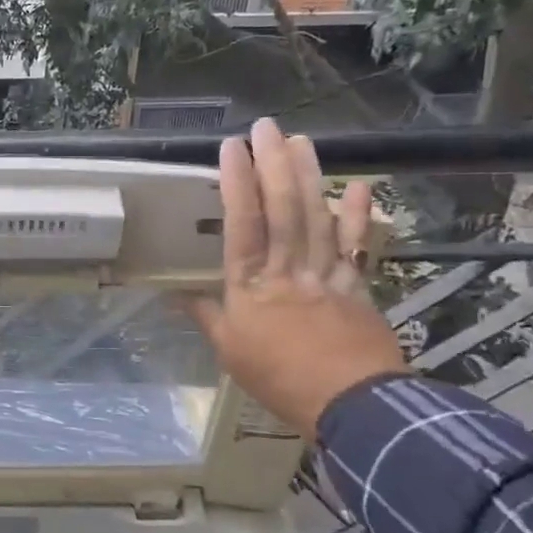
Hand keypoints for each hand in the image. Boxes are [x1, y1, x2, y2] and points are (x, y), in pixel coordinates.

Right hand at [182, 118, 407, 440]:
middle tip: (267, 127)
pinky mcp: (357, 284)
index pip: (242, 224)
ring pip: (316, 216)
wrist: (351, 406)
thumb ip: (205, 316)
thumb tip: (173, 295)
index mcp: (250, 285)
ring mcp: (326, 273)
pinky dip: (359, 214)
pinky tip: (359, 185)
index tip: (231, 148)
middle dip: (273, 164)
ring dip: (309, 175)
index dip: (236, 183)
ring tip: (301, 141)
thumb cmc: (279, 378)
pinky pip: (356, 244)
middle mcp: (287, 269)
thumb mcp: (229, 351)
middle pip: (282, 208)